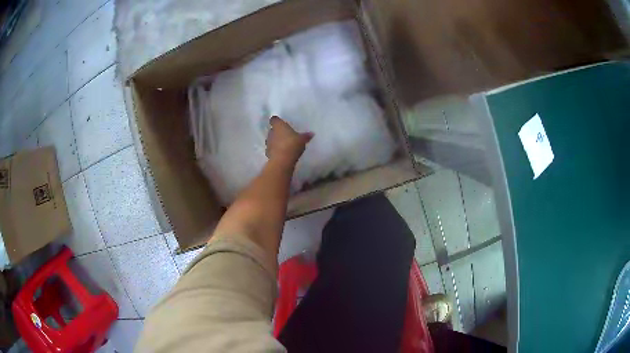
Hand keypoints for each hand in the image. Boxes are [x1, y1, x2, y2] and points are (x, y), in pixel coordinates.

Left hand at [265, 116, 312, 165]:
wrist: (282, 160)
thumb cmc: (292, 144)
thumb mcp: (302, 139)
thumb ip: (306, 136)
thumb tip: (311, 133)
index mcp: (278, 125)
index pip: (274, 119)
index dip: (277, 121)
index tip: (281, 123)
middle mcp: (271, 132)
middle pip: (272, 130)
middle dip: (278, 132)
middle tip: (286, 134)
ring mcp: (268, 143)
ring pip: (272, 139)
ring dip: (276, 141)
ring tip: (284, 144)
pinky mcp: (268, 153)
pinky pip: (272, 149)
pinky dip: (276, 150)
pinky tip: (282, 153)